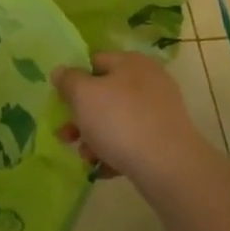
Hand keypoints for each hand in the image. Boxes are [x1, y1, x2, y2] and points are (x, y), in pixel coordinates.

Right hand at [52, 51, 216, 185]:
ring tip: (85, 158)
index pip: (95, 61)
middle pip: (104, 94)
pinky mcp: (165, 139)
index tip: (61, 102)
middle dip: (81, 117)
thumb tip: (62, 71)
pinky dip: (115, 152)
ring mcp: (159, 111)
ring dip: (94, 137)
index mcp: (130, 62)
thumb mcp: (83, 94)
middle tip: (65, 136)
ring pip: (116, 120)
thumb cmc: (120, 120)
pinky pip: (132, 141)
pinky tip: (104, 169)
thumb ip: (68, 80)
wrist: (168, 166)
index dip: (74, 80)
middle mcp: (148, 81)